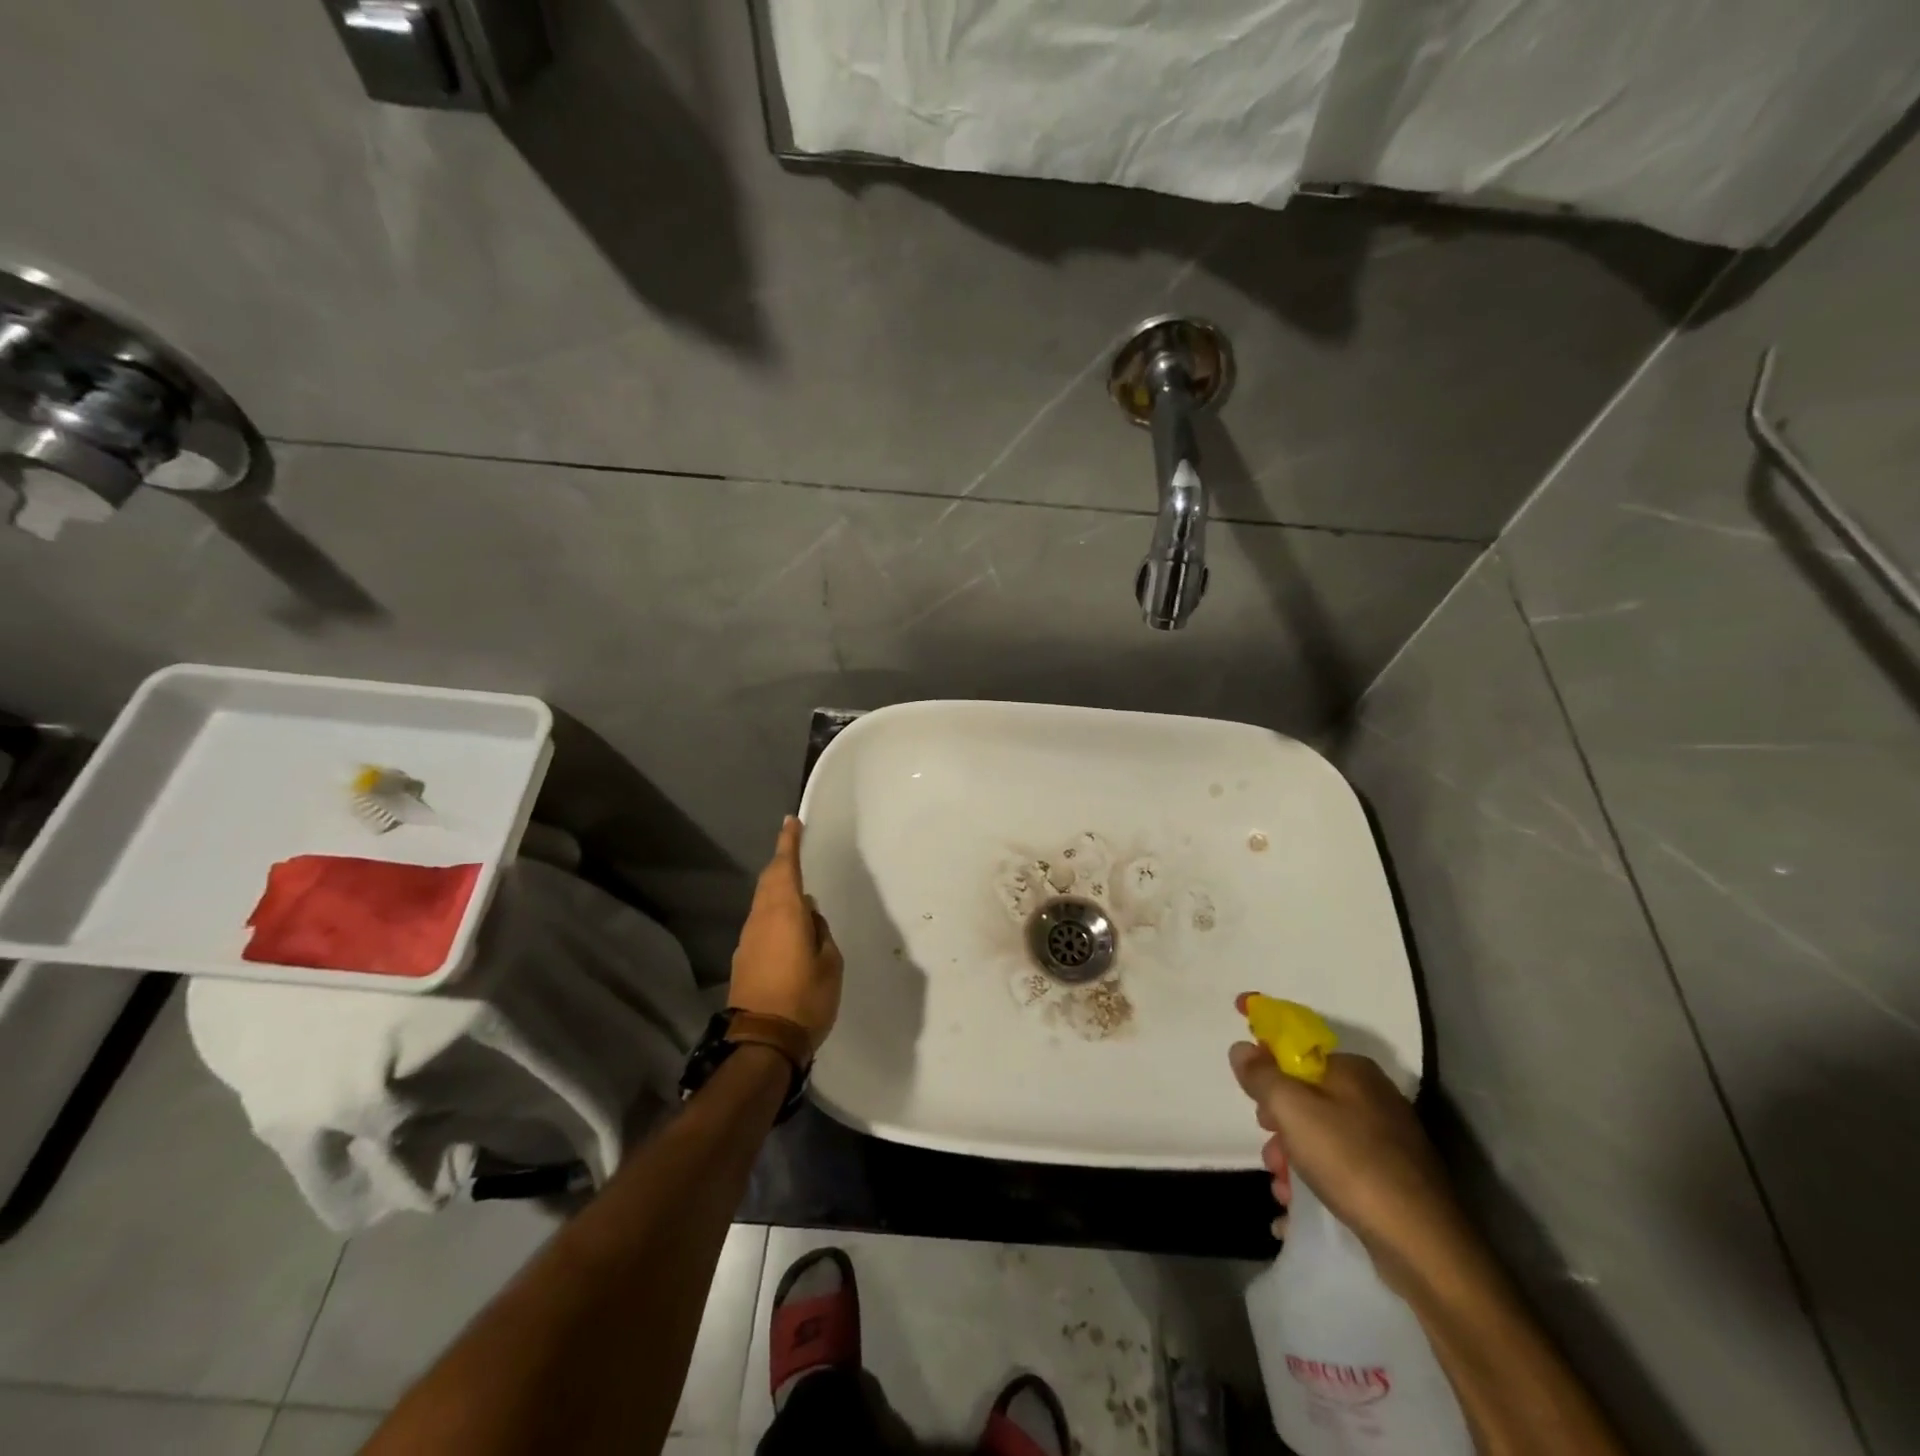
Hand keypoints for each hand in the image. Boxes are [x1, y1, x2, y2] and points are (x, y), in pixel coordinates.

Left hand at [729, 817, 843, 1055]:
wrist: (762, 1043)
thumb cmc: (805, 998)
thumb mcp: (830, 963)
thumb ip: (820, 932)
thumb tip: (809, 915)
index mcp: (785, 912)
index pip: (785, 867)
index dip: (789, 843)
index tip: (792, 821)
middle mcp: (761, 919)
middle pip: (769, 881)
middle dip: (781, 862)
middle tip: (794, 849)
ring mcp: (748, 939)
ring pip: (762, 902)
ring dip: (777, 889)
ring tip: (797, 889)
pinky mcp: (743, 959)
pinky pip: (761, 923)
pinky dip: (774, 913)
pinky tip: (788, 926)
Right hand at [1229, 1044, 1471, 1295]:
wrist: (1424, 1245)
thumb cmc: (1350, 1161)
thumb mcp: (1291, 1109)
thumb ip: (1261, 1075)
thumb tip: (1243, 1048)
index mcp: (1352, 1070)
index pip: (1297, 1042)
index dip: (1264, 1041)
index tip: (1239, 1053)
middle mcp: (1372, 1096)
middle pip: (1305, 1094)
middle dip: (1276, 1120)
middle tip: (1267, 1145)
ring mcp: (1387, 1140)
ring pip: (1319, 1134)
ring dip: (1291, 1157)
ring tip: (1282, 1188)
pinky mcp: (1394, 1180)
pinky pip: (1339, 1168)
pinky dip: (1314, 1181)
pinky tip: (1296, 1208)